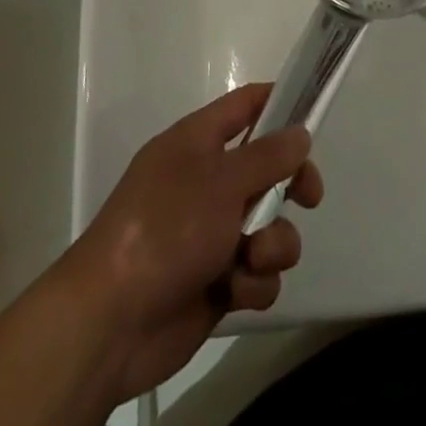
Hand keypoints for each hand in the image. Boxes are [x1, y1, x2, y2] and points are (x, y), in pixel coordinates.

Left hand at [58, 84, 323, 402]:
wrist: (111, 323)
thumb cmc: (165, 229)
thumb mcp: (221, 180)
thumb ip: (268, 155)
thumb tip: (300, 133)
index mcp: (197, 142)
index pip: (246, 105)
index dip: (280, 103)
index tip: (314, 115)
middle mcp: (206, 182)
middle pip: (268, 169)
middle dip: (292, 185)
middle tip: (309, 197)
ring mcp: (211, 233)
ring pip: (269, 226)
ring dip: (273, 244)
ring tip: (253, 258)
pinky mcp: (217, 281)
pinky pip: (256, 273)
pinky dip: (252, 282)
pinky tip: (234, 291)